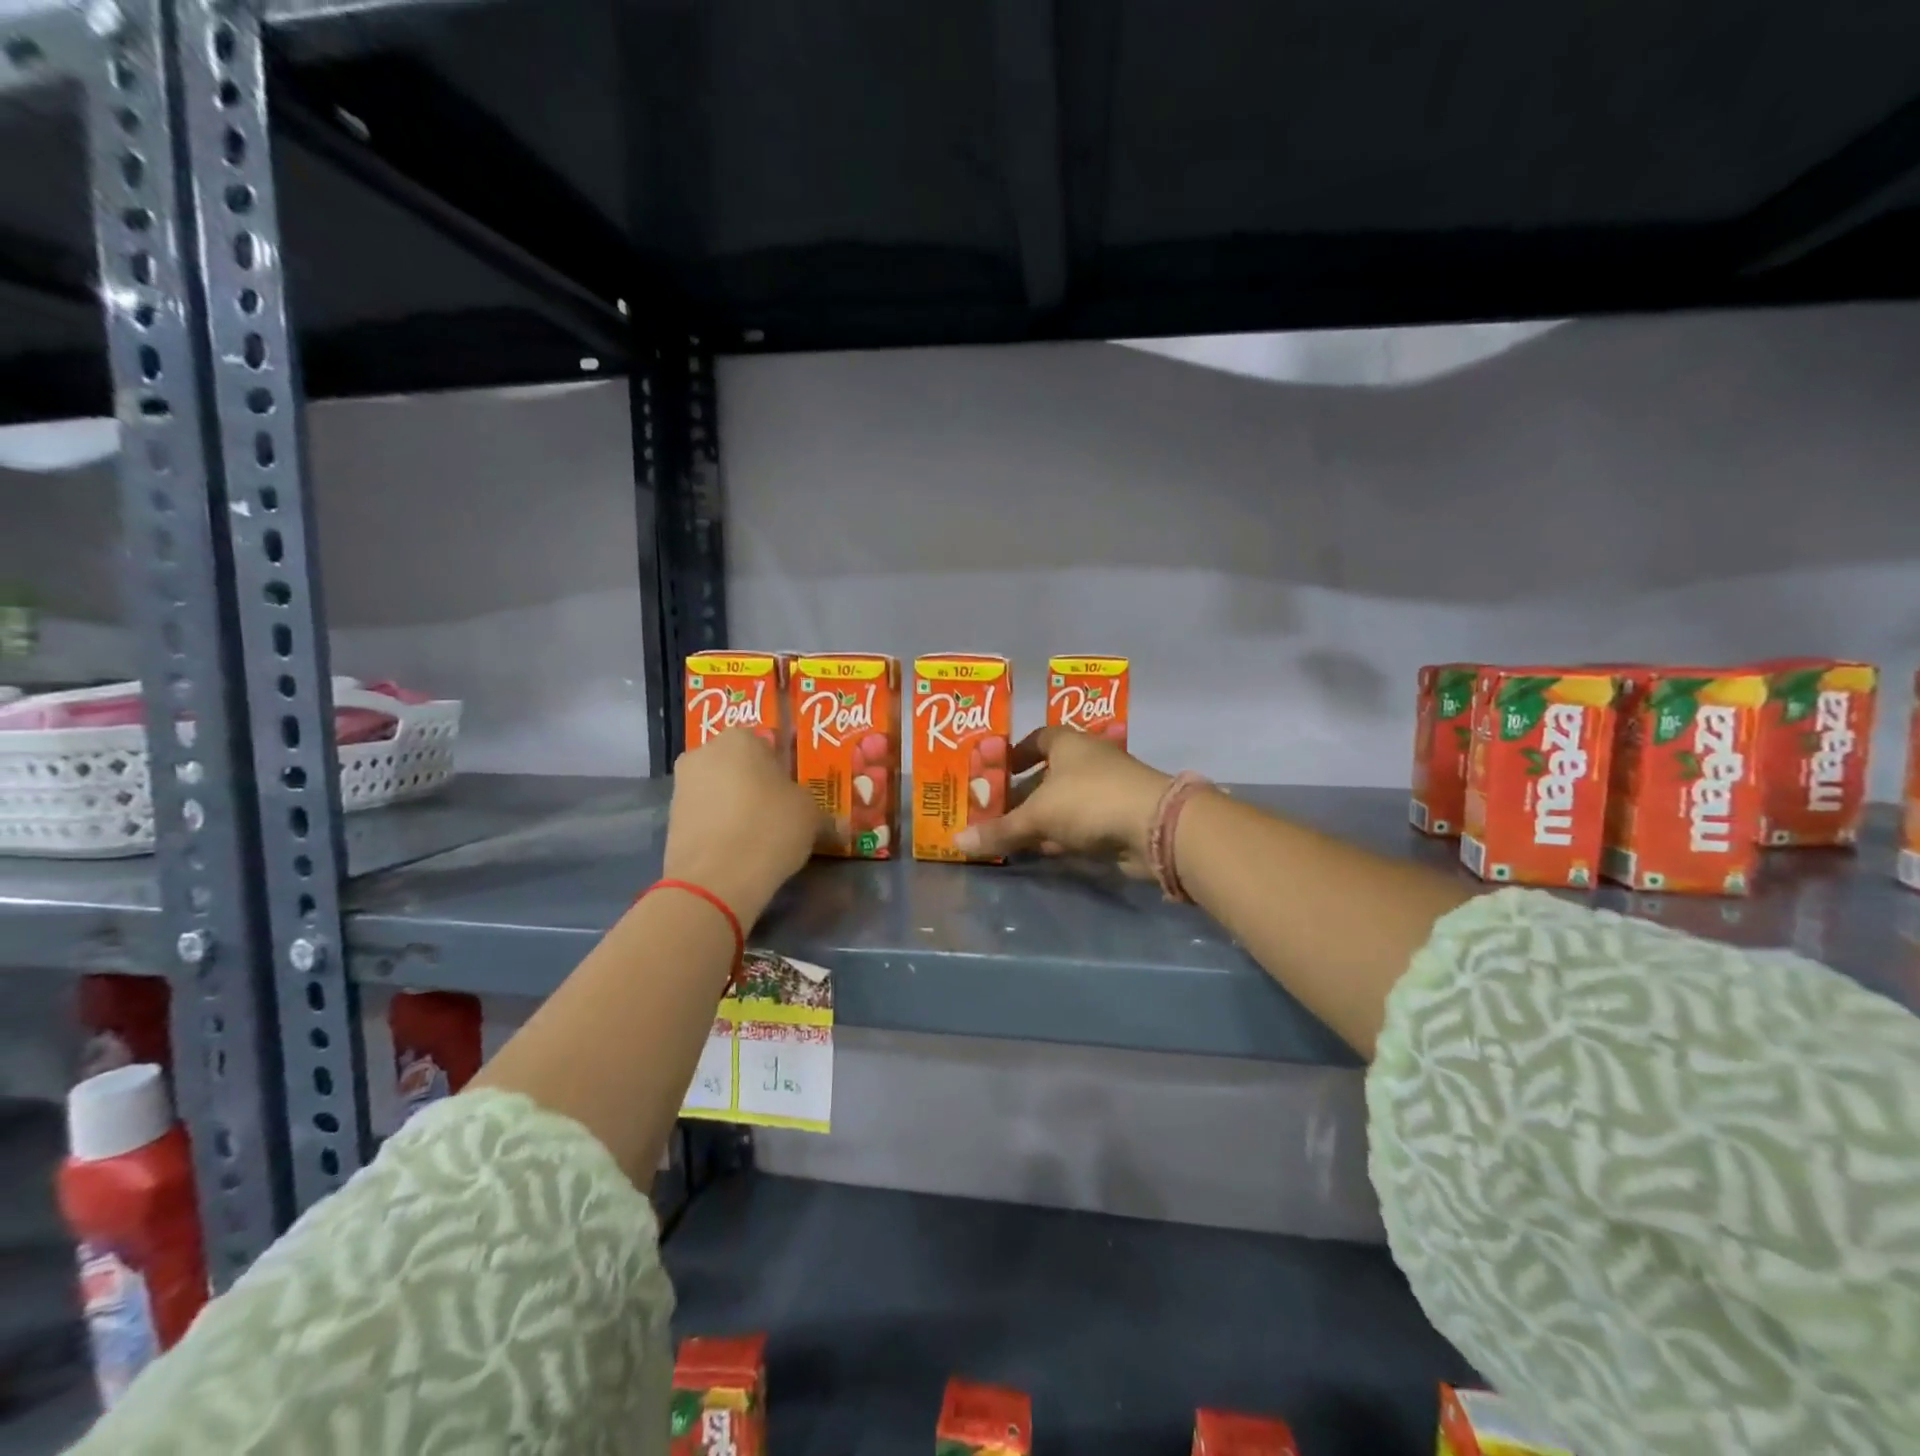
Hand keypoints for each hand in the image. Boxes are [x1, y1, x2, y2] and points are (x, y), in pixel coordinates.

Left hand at [663, 730, 822, 924]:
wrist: (717, 879)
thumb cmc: (770, 828)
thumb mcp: (811, 817)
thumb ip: (822, 814)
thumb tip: (837, 826)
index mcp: (739, 739)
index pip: (766, 745)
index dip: (781, 770)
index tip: (792, 794)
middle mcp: (703, 753)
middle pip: (737, 766)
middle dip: (753, 785)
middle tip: (777, 813)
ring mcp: (681, 787)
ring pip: (718, 791)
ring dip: (735, 807)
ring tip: (757, 836)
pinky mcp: (670, 820)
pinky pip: (705, 817)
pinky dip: (719, 828)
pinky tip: (737, 851)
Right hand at [954, 727, 1171, 872]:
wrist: (1154, 827)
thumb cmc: (1089, 800)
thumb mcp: (1037, 815)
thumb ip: (999, 830)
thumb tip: (957, 842)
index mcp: (1068, 744)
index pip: (1037, 738)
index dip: (1015, 752)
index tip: (995, 771)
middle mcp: (1088, 762)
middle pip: (1048, 775)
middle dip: (1022, 794)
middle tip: (993, 812)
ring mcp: (1105, 791)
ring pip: (1063, 804)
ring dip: (1040, 819)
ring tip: (1007, 836)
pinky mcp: (1116, 820)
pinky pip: (1079, 826)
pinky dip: (1060, 837)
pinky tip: (1040, 852)